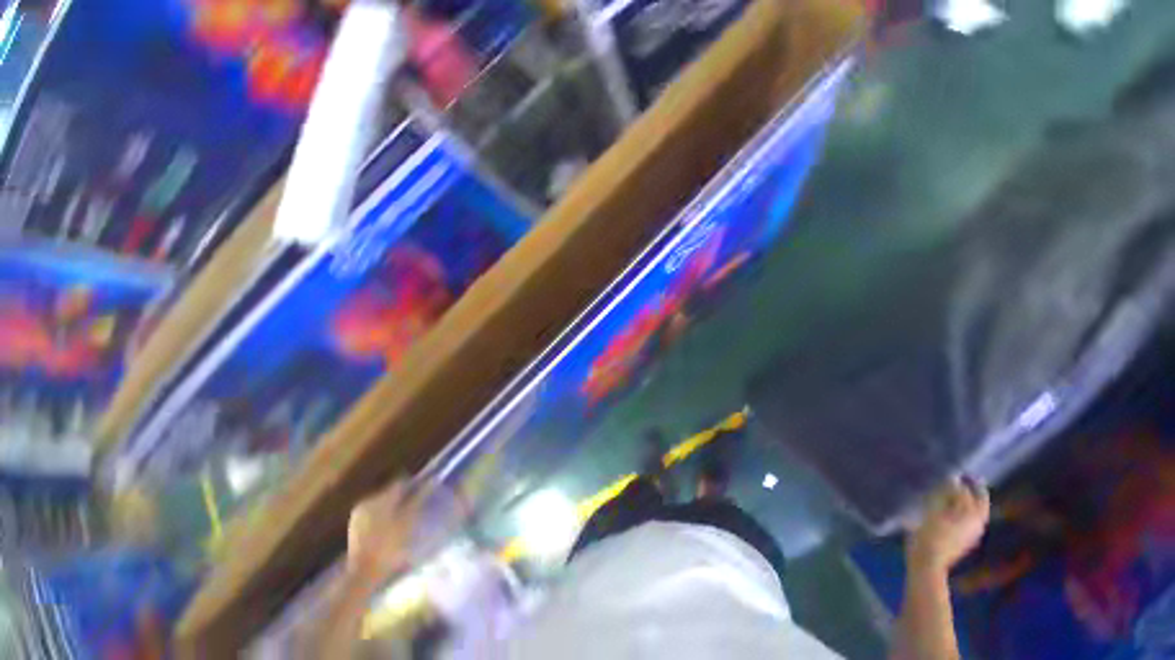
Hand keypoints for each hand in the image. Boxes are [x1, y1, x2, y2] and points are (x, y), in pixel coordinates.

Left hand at [347, 480, 425, 582]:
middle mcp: (367, 501)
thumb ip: (419, 497)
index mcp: (380, 497)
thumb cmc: (390, 545)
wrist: (364, 574)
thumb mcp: (409, 520)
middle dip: (403, 496)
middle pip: (391, 491)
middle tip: (416, 507)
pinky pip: (374, 514)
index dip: (414, 485)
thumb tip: (432, 479)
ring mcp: (359, 514)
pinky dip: (383, 517)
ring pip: (382, 503)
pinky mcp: (354, 526)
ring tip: (404, 519)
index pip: (401, 481)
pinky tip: (390, 529)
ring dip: (393, 507)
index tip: (424, 492)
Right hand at [907, 477, 989, 574]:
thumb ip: (945, 494)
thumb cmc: (930, 534)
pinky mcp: (964, 540)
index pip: (973, 493)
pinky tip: (951, 506)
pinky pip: (968, 519)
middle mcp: (978, 523)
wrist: (928, 563)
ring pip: (975, 512)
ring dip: (968, 500)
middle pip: (980, 503)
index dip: (966, 481)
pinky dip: (962, 509)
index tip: (959, 470)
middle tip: (966, 478)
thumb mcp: (934, 511)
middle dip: (974, 490)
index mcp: (973, 516)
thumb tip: (953, 479)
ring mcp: (972, 533)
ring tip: (954, 489)